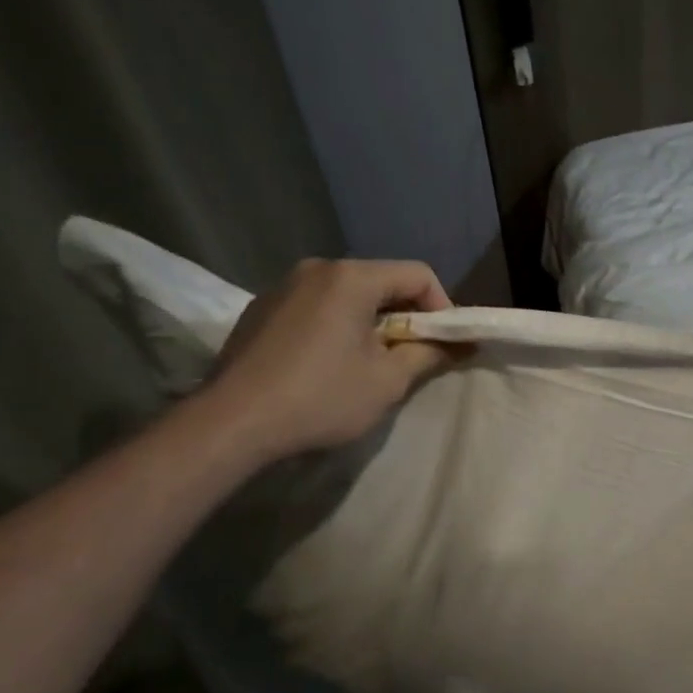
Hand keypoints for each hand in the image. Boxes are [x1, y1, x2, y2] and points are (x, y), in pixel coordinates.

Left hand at [201, 258, 457, 459]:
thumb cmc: (321, 398)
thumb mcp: (388, 381)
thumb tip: (461, 344)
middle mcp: (317, 268)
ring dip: (371, 321)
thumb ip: (429, 354)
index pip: (418, 274)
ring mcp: (283, 286)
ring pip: (348, 294)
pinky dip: (337, 325)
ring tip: (370, 362)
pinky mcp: (261, 309)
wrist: (231, 424)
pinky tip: (328, 363)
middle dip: (406, 315)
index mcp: (351, 278)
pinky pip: (316, 306)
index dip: (442, 307)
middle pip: (382, 280)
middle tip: (412, 355)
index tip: (444, 344)